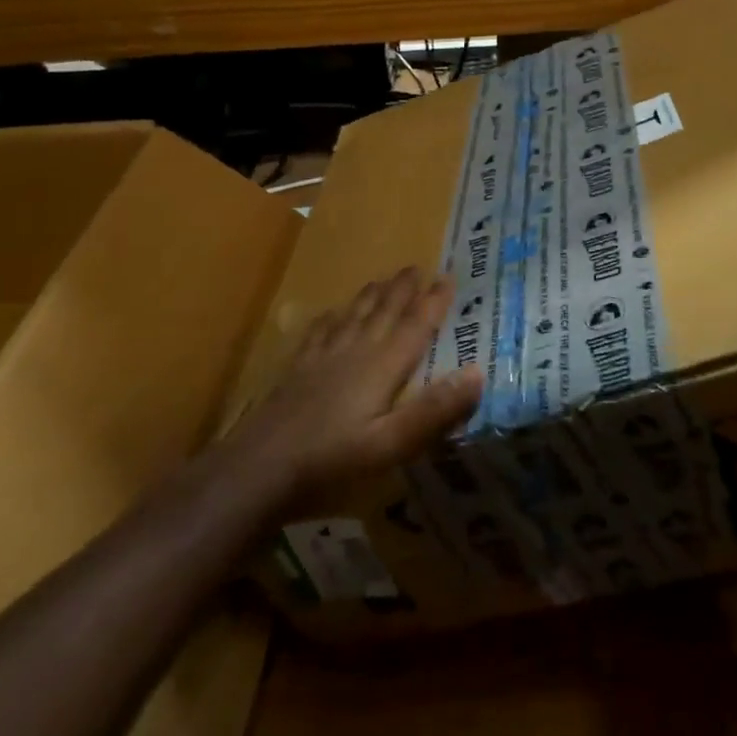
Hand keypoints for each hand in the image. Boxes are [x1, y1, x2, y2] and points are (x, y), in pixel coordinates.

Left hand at [234, 268, 483, 512]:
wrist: (258, 469)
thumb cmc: (332, 461)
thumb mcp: (392, 444)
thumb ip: (434, 410)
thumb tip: (478, 372)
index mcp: (383, 367)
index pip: (415, 326)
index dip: (433, 302)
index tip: (448, 277)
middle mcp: (356, 353)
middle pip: (384, 313)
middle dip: (402, 290)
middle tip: (415, 266)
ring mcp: (322, 360)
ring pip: (353, 317)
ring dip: (371, 297)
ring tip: (381, 280)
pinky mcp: (297, 371)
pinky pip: (319, 334)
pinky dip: (330, 319)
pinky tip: (330, 314)